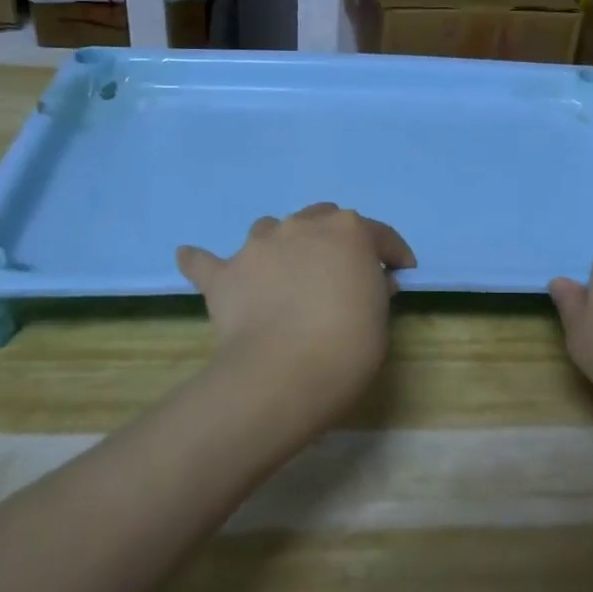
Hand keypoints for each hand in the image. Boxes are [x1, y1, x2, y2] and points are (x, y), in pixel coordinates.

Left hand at [178, 204, 415, 420]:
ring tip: (283, 271)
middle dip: (334, 239)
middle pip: (322, 218)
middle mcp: (303, 226)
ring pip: (271, 229)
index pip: (380, 235)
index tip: (401, 271)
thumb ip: (375, 290)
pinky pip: (206, 261)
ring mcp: (259, 245)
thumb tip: (371, 282)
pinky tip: (191, 257)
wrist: (285, 373)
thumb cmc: (349, 345)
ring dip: (282, 245)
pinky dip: (202, 260)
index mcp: (350, 231)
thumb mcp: (380, 318)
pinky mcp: (224, 274)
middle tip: (340, 270)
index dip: (393, 253)